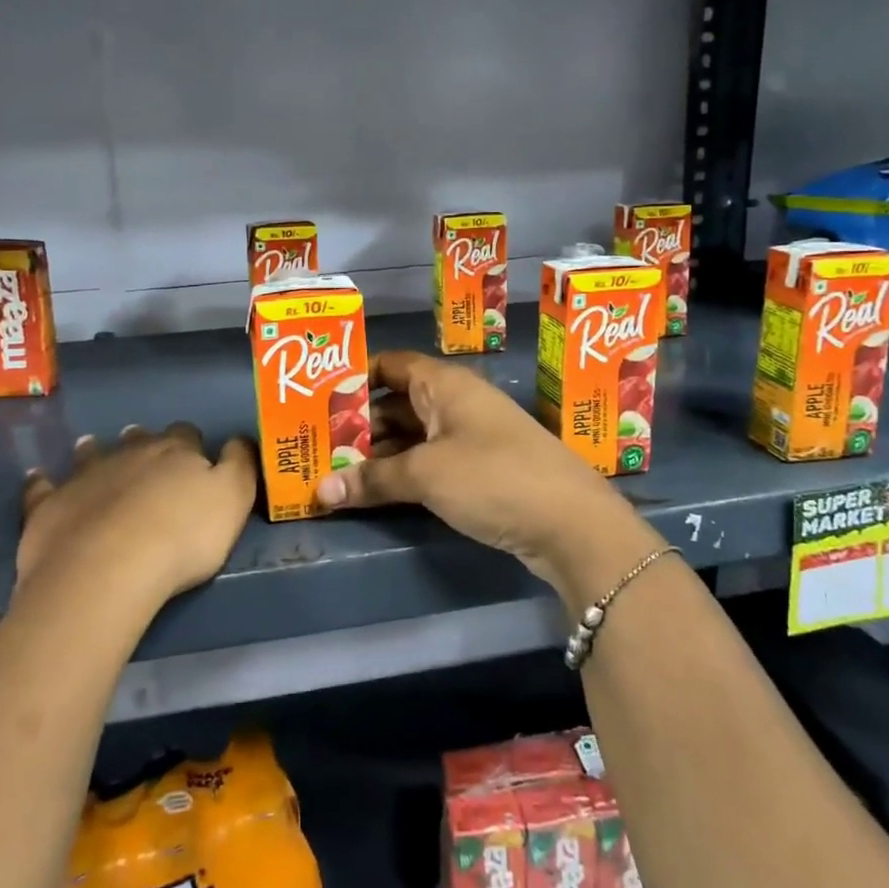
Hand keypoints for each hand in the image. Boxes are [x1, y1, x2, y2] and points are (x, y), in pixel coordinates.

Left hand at [16, 423, 255, 609]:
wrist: (107, 569)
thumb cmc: (182, 537)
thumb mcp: (234, 499)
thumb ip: (240, 465)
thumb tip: (238, 440)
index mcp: (175, 452)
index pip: (186, 435)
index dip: (192, 444)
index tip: (195, 457)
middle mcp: (129, 453)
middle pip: (139, 440)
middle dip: (144, 443)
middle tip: (145, 454)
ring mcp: (85, 477)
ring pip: (91, 454)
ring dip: (94, 450)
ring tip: (92, 447)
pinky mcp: (48, 505)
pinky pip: (42, 487)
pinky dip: (42, 481)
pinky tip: (39, 478)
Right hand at [317, 350, 650, 597]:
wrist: (572, 523)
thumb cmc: (493, 477)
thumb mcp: (425, 475)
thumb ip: (372, 479)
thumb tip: (320, 491)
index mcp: (444, 384)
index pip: (389, 364)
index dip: (354, 376)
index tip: (316, 397)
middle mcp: (457, 401)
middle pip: (397, 401)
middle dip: (358, 422)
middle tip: (316, 442)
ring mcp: (471, 436)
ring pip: (412, 434)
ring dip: (378, 452)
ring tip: (335, 469)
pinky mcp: (481, 469)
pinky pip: (430, 460)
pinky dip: (403, 471)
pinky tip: (375, 490)